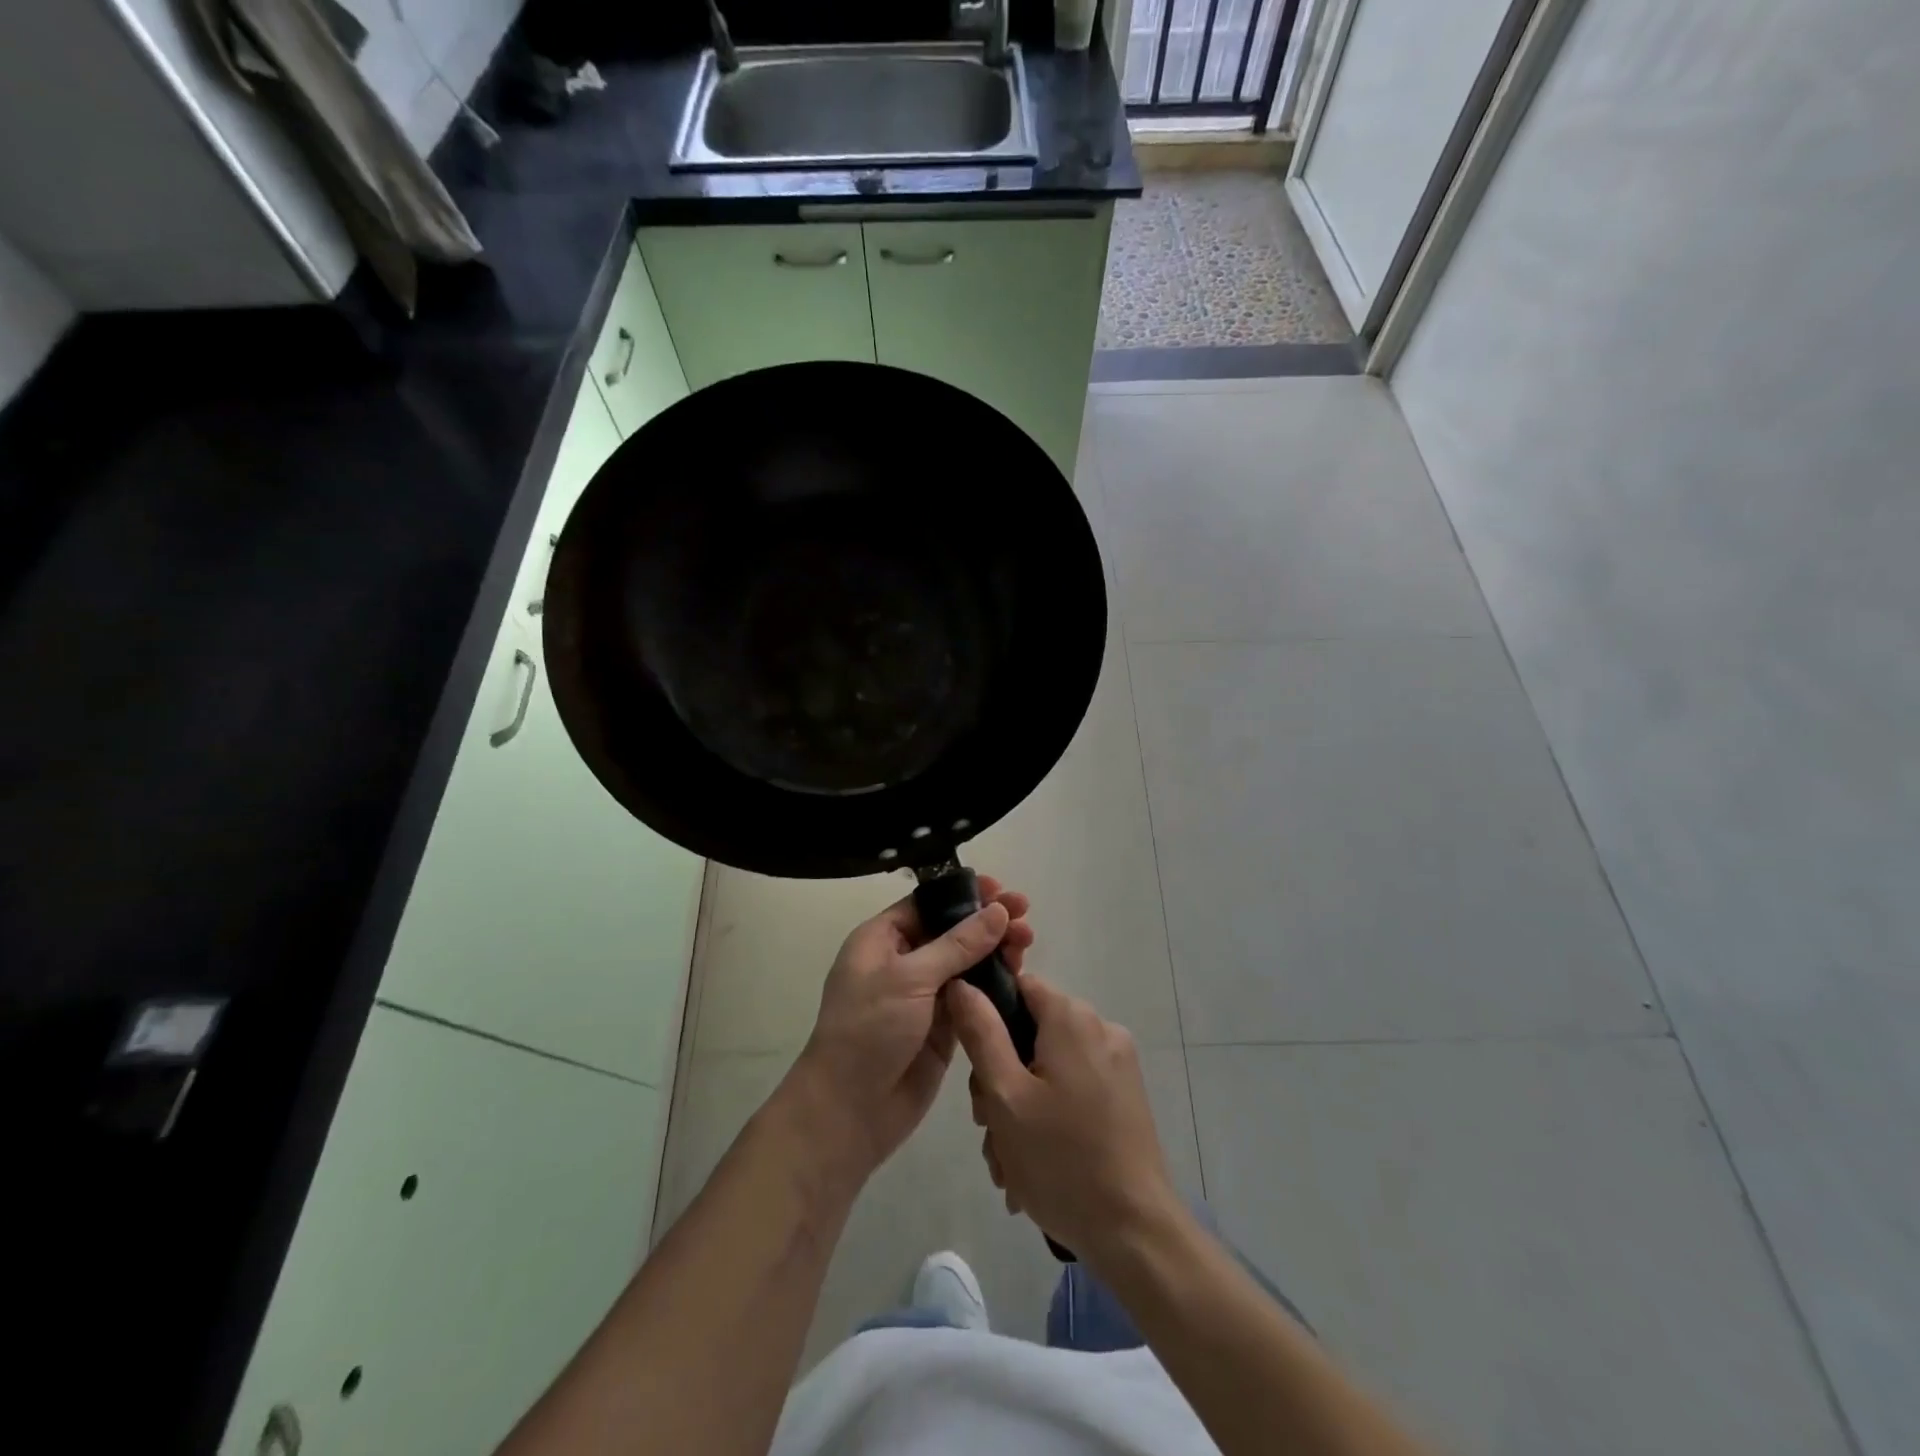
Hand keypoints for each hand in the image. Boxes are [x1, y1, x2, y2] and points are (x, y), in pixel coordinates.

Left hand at [790, 877, 1033, 1178]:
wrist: (850, 1110)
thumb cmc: (869, 1030)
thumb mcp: (910, 978)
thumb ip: (958, 944)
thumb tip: (997, 910)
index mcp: (881, 940)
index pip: (927, 904)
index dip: (964, 894)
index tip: (1001, 889)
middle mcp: (902, 962)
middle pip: (951, 931)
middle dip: (987, 922)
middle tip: (1025, 917)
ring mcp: (923, 996)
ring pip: (966, 963)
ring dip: (995, 951)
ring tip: (1027, 944)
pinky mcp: (943, 1027)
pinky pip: (972, 997)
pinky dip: (994, 985)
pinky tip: (1020, 977)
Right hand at [948, 974, 1178, 1265]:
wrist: (1135, 1233)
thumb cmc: (1062, 1160)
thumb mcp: (1005, 1095)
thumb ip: (980, 1032)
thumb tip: (961, 984)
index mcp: (1072, 1017)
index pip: (1019, 987)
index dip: (988, 1018)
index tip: (976, 1070)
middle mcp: (1100, 1028)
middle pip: (1031, 1032)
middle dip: (1001, 1079)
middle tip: (989, 1129)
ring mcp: (1117, 1063)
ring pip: (1048, 1067)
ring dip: (1021, 1107)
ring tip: (1009, 1163)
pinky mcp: (1126, 1095)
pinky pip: (1073, 1089)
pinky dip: (1049, 1117)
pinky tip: (1035, 1165)